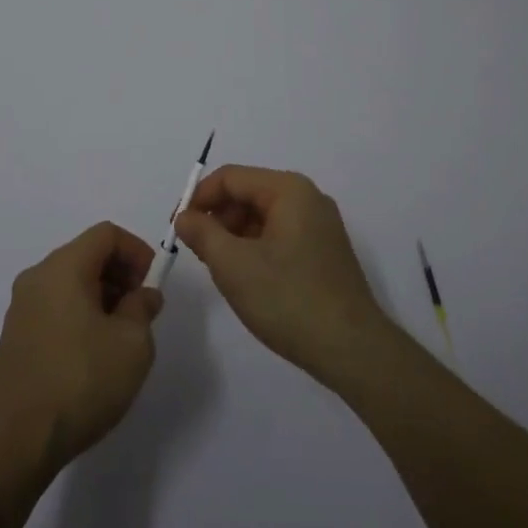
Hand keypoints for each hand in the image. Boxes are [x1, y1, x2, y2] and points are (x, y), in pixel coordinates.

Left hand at [0, 222, 164, 468]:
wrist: (19, 440)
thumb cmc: (82, 381)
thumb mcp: (132, 344)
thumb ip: (143, 308)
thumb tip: (143, 295)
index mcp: (63, 268)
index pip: (106, 234)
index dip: (136, 251)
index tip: (151, 284)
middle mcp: (37, 277)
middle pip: (86, 254)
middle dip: (120, 273)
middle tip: (140, 310)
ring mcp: (21, 306)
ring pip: (70, 281)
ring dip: (101, 295)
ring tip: (121, 334)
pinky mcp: (16, 335)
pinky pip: (55, 305)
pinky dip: (80, 312)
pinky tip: (93, 351)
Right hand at [174, 166, 388, 382]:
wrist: (351, 350)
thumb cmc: (288, 299)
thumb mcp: (233, 265)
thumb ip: (202, 233)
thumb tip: (185, 217)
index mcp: (289, 190)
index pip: (230, 178)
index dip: (198, 198)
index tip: (176, 228)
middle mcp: (308, 198)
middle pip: (248, 194)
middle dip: (217, 218)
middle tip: (196, 252)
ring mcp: (320, 226)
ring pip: (262, 217)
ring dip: (234, 235)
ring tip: (220, 269)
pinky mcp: (324, 251)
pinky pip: (279, 235)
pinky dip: (255, 248)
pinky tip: (247, 278)